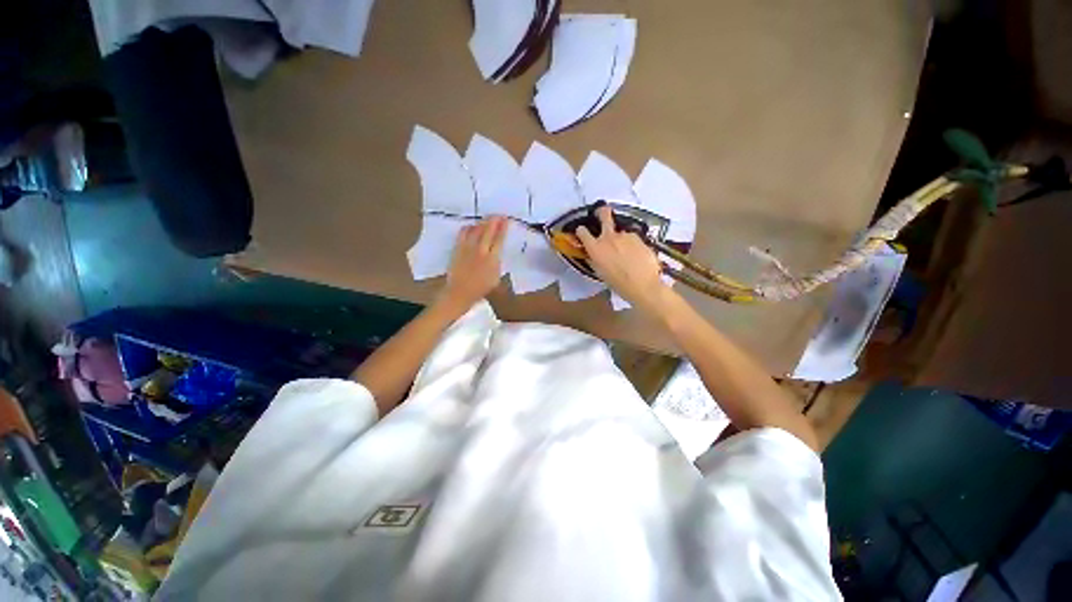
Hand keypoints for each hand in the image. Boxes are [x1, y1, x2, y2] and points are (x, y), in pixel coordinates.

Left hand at [437, 216, 506, 312]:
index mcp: (493, 258)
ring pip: (476, 229)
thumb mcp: (496, 278)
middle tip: (498, 215)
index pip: (500, 239)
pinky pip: (463, 233)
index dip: (503, 228)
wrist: (460, 292)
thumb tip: (497, 253)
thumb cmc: (480, 289)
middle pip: (489, 230)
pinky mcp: (458, 248)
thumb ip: (497, 263)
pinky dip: (469, 227)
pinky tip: (472, 227)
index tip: (506, 220)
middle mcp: (481, 250)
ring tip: (487, 219)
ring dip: (483, 222)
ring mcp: (468, 248)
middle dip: (494, 220)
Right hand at [576, 206, 667, 309]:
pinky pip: (631, 239)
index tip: (583, 232)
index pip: (582, 232)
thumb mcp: (600, 272)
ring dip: (621, 239)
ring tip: (627, 254)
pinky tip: (636, 256)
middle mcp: (608, 238)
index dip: (581, 231)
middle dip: (602, 212)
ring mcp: (624, 235)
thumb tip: (591, 254)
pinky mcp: (638, 237)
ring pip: (620, 232)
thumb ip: (594, 259)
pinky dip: (632, 245)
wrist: (643, 285)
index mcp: (595, 248)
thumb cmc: (618, 283)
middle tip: (602, 213)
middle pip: (604, 215)